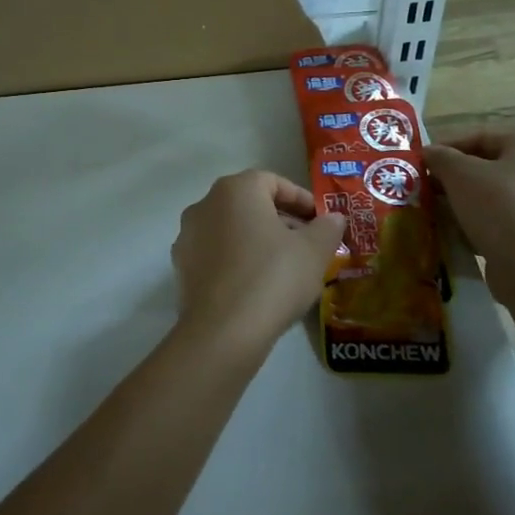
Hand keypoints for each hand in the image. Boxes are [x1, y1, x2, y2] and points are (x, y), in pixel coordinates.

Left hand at [171, 171, 346, 354]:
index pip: (272, 182)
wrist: (223, 332)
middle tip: (307, 244)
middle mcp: (204, 204)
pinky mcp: (181, 267)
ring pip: (231, 229)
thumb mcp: (313, 252)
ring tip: (285, 267)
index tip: (320, 220)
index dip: (300, 199)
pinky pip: (216, 254)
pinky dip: (237, 260)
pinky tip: (257, 285)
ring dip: (258, 240)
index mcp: (235, 190)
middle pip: (250, 204)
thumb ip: (326, 228)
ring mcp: (188, 236)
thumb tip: (334, 218)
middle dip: (281, 220)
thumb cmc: (273, 278)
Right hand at [424, 128, 514, 270]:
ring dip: (466, 202)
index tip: (420, 163)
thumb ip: (441, 157)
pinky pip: (506, 221)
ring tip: (437, 213)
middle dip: (454, 178)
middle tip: (425, 189)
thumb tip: (429, 153)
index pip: (481, 137)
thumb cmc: (501, 209)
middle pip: (490, 167)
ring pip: (496, 196)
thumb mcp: (461, 175)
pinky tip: (459, 235)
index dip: (446, 147)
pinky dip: (482, 224)